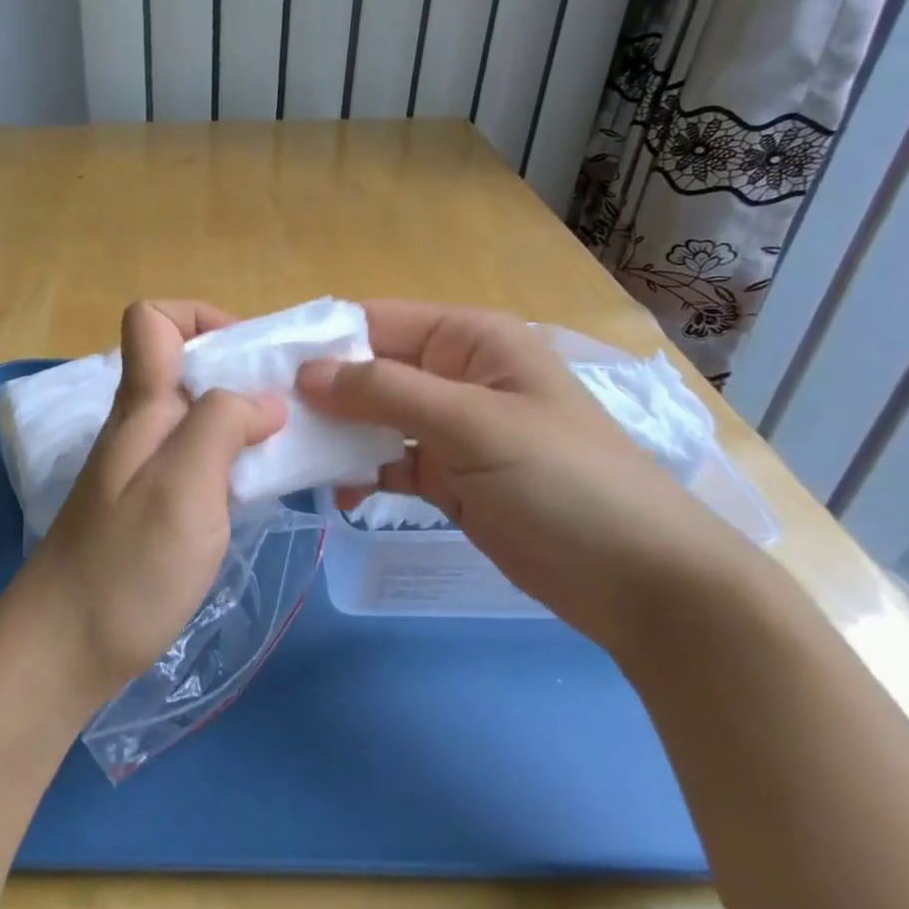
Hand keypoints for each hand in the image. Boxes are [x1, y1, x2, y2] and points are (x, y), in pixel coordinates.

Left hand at [24, 301, 286, 704]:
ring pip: (196, 413)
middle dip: (240, 371)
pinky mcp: (152, 505)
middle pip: (185, 364)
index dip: (200, 318)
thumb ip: (221, 425)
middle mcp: (140, 425)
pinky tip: (257, 489)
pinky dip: (232, 459)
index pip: (151, 319)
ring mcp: (143, 467)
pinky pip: (197, 457)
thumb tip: (264, 400)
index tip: (249, 359)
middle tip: (289, 410)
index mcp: (141, 405)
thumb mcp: (183, 486)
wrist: (63, 651)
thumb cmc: (127, 565)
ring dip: (242, 418)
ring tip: (286, 449)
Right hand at [297, 302, 748, 651]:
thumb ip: (386, 392)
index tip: (263, 367)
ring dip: (336, 436)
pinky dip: (362, 473)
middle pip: (370, 371)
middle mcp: (455, 374)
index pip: (376, 322)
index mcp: (469, 339)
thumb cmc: (565, 483)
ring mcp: (452, 428)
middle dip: (322, 393)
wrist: (645, 586)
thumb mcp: (473, 425)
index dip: (321, 341)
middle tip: (265, 420)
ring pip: (374, 418)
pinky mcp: (450, 476)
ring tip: (290, 458)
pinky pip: (390, 461)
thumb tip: (306, 372)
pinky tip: (337, 494)